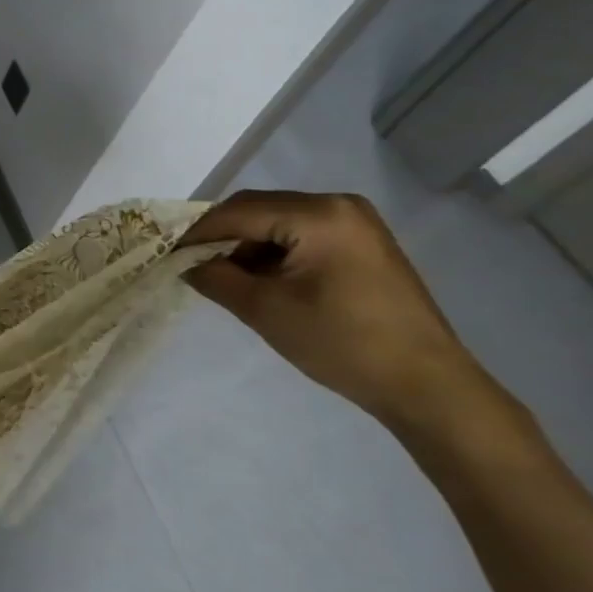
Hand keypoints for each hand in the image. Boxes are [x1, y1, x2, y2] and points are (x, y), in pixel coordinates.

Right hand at [182, 191, 489, 426]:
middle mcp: (339, 205)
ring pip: (278, 222)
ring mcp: (356, 223)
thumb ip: (216, 278)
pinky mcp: (363, 244)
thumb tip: (186, 265)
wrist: (427, 386)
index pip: (239, 212)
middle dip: (221, 237)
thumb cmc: (342, 343)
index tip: (165, 253)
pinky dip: (274, 253)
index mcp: (319, 214)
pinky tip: (261, 280)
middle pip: (259, 210)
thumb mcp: (265, 310)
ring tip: (223, 277)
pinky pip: (302, 235)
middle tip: (190, 264)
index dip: (197, 232)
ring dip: (247, 246)